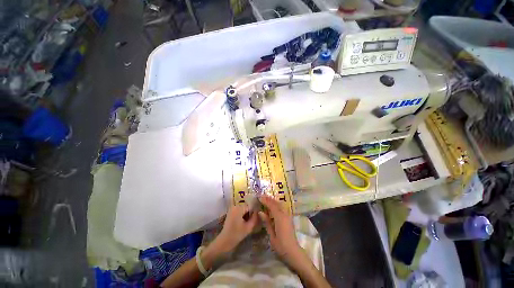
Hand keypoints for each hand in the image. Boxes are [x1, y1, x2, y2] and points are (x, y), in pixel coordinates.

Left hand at [215, 204, 258, 252]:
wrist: (224, 241)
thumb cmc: (237, 234)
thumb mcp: (249, 227)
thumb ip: (255, 218)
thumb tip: (258, 212)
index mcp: (239, 208)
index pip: (251, 206)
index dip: (254, 213)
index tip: (255, 220)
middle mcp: (235, 206)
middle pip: (247, 207)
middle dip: (250, 213)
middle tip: (250, 222)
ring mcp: (232, 209)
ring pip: (243, 209)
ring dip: (246, 214)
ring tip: (246, 223)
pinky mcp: (230, 212)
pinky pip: (239, 211)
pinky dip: (242, 215)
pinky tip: (242, 223)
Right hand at [258, 196, 303, 265]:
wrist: (293, 251)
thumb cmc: (281, 245)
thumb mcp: (271, 234)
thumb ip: (267, 222)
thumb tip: (260, 212)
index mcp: (280, 218)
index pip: (272, 205)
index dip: (265, 201)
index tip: (259, 197)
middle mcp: (285, 214)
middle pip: (276, 203)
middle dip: (269, 199)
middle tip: (262, 196)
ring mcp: (288, 215)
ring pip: (280, 204)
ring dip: (273, 201)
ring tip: (266, 199)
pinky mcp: (289, 218)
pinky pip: (282, 207)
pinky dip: (277, 204)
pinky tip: (273, 205)